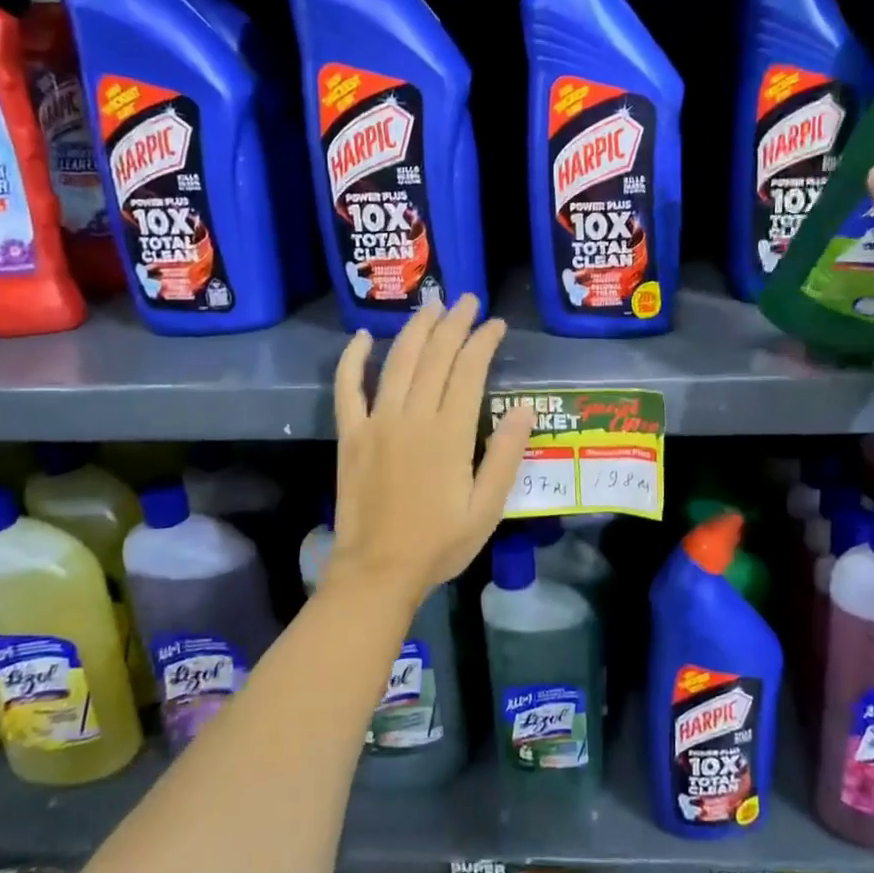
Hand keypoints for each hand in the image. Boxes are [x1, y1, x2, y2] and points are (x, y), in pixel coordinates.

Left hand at [329, 295, 534, 606]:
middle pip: (434, 357)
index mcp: (449, 434)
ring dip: (415, 330)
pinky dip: (353, 359)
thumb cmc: (439, 544)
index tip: (495, 324)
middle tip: (467, 301)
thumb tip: (525, 408)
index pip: (469, 371)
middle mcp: (412, 417)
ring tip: (431, 306)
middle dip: (453, 324)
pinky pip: (348, 389)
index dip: (483, 342)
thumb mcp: (487, 508)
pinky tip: (363, 337)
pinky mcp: (351, 435)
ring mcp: (376, 423)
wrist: (378, 571)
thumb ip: (504, 455)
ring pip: (396, 362)